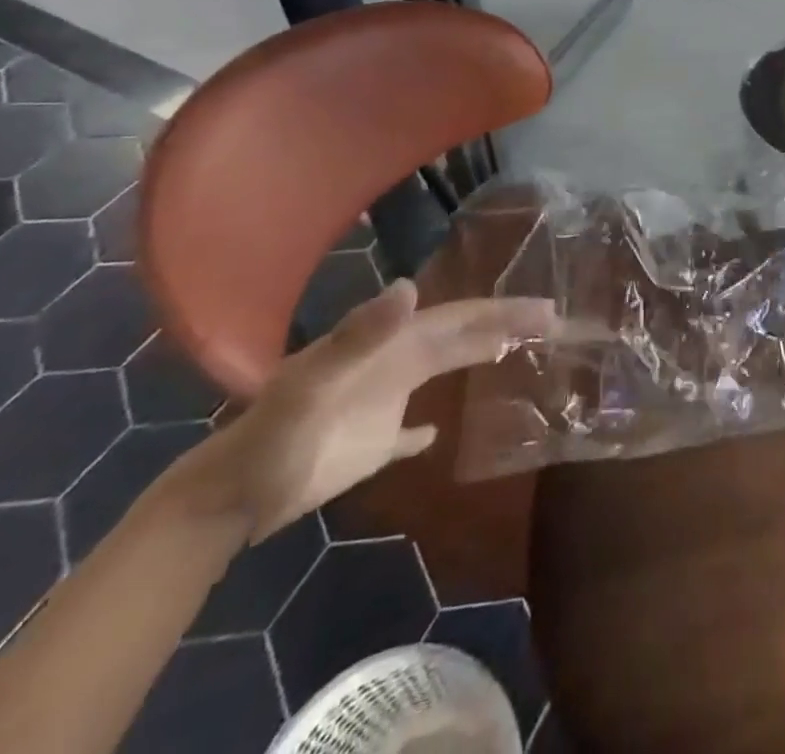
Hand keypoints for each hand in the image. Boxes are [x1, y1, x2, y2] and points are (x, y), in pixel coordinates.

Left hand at [177, 280, 558, 538]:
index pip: (460, 316)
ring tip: (520, 352)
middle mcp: (395, 362)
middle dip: (507, 324)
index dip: (503, 309)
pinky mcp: (371, 444)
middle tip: (555, 322)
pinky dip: (428, 428)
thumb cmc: (276, 435)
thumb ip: (360, 333)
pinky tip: (440, 432)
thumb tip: (411, 286)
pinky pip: (410, 431)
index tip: (545, 308)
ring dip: (482, 356)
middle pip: (462, 336)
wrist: (229, 497)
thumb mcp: (315, 380)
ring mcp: (384, 402)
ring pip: (445, 369)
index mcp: (392, 343)